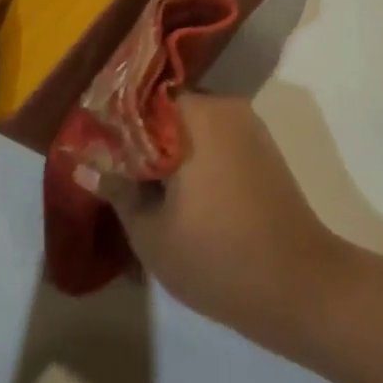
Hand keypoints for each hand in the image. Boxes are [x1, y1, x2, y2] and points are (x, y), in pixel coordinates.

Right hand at [82, 93, 351, 348]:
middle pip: (165, 110)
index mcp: (195, 114)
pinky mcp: (261, 148)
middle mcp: (223, 106)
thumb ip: (117, 190)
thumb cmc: (217, 256)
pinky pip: (213, 140)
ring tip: (138, 188)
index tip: (88, 145)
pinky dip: (191, 159)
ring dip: (164, 150)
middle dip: (137, 138)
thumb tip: (84, 163)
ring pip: (190, 126)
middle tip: (110, 171)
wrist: (299, 284)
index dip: (110, 121)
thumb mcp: (151, 231)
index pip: (138, 98)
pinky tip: (174, 193)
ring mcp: (247, 126)